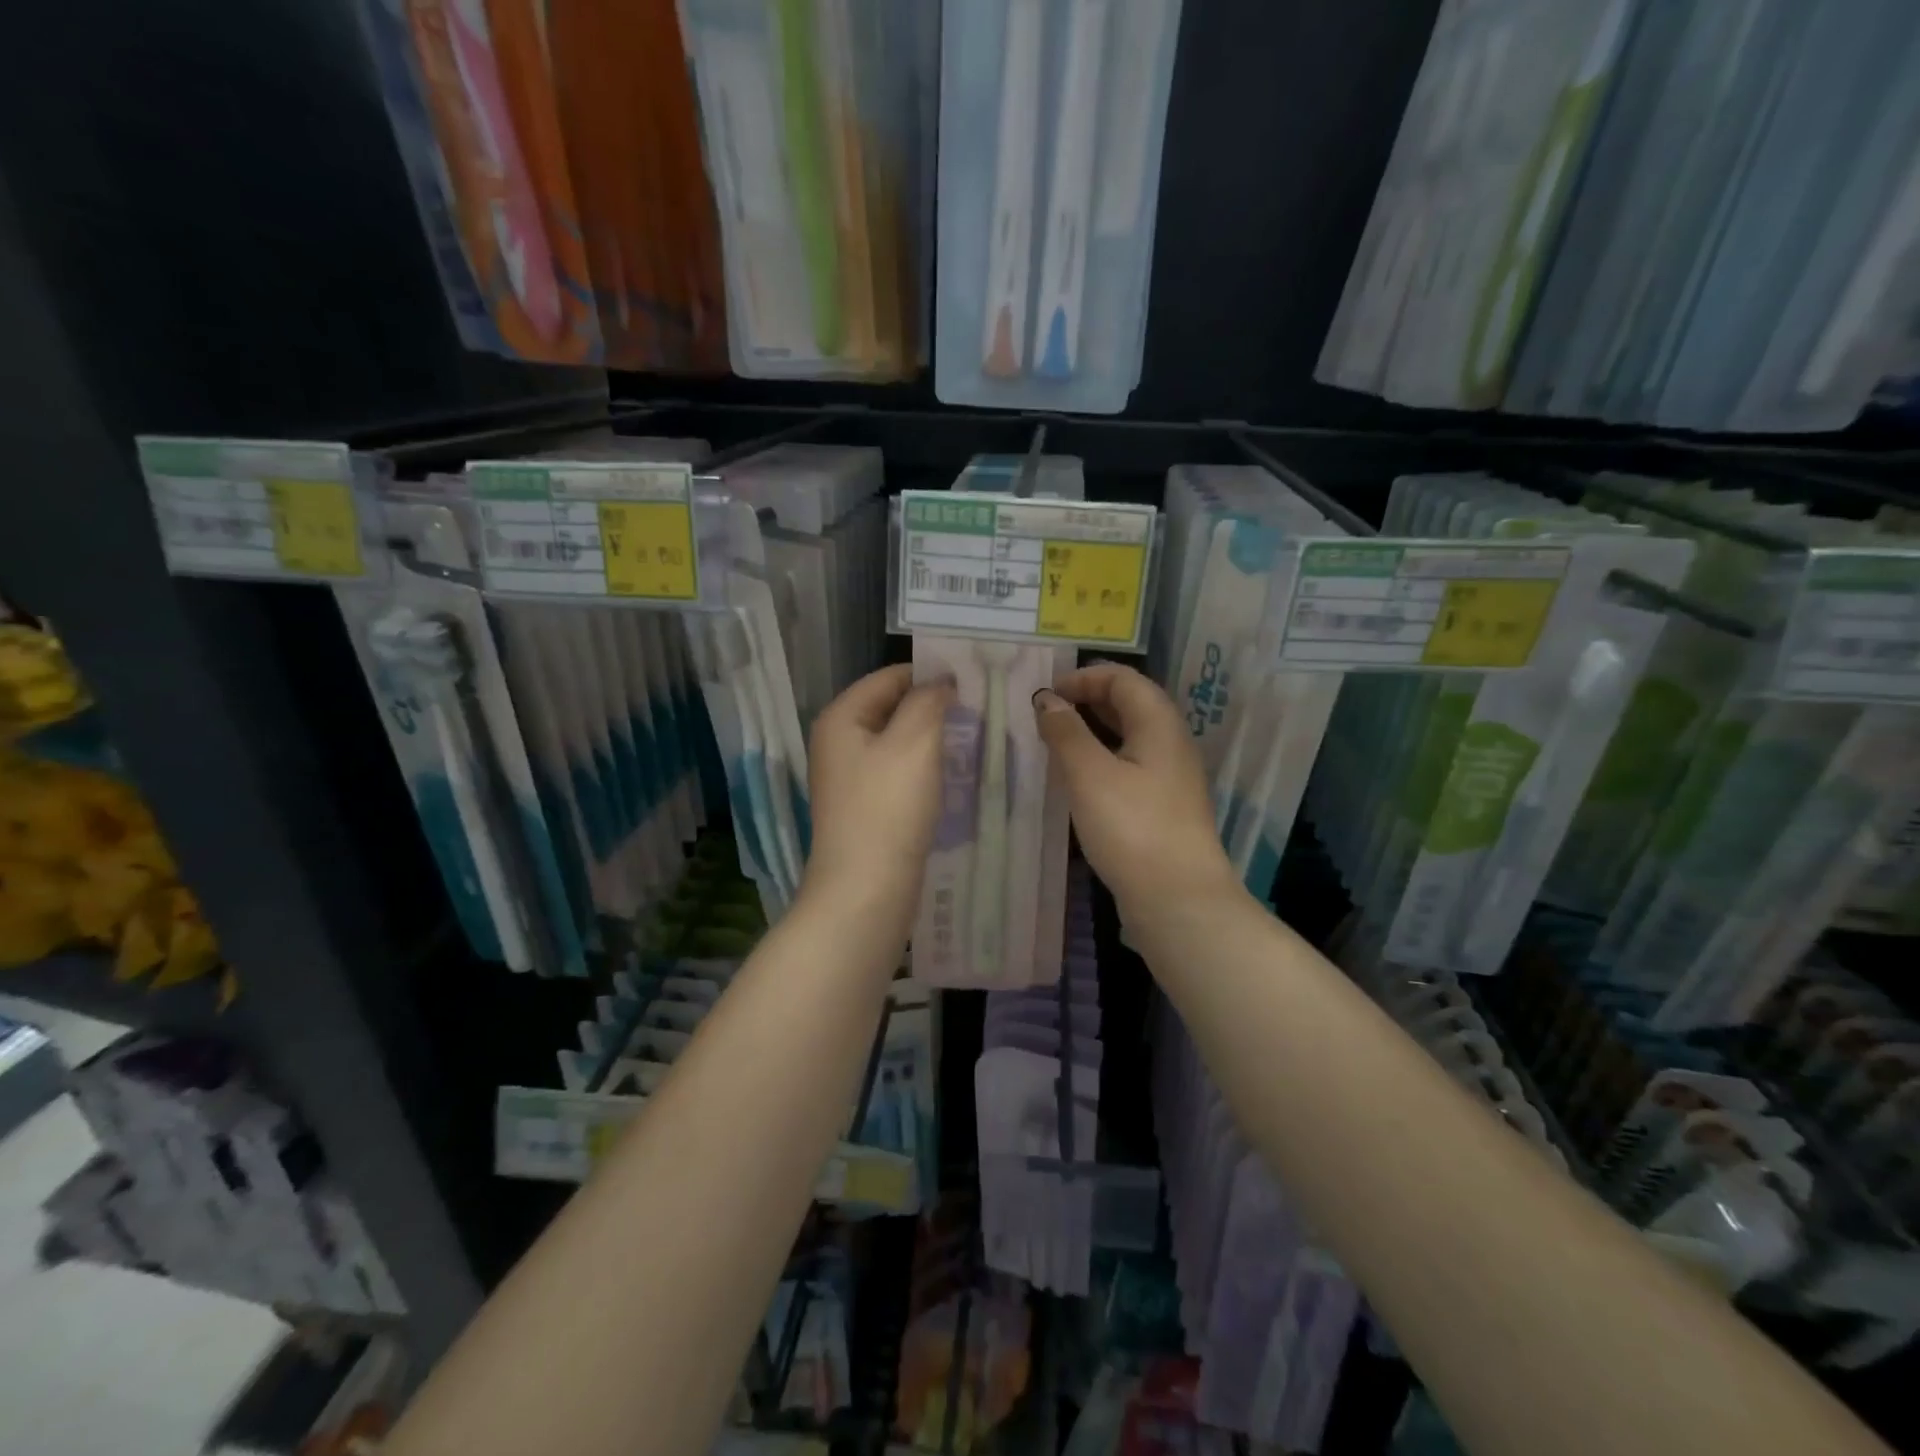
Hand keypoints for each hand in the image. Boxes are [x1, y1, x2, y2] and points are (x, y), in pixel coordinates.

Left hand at [803, 665, 953, 912]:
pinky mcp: (864, 806)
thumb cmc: (888, 808)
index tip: (973, 683)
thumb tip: (941, 684)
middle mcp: (838, 742)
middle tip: (979, 712)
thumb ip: (929, 701)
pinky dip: (923, 768)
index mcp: (841, 717)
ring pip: (897, 742)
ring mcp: (848, 777)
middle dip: (933, 708)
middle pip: (892, 708)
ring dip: (931, 740)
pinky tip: (950, 776)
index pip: (890, 677)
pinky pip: (897, 772)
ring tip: (972, 740)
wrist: (866, 889)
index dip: (931, 675)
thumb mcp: (914, 742)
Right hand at [1034, 663, 1238, 913]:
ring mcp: (1171, 777)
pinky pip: (1131, 765)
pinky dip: (1103, 759)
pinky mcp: (1165, 806)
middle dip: (1087, 701)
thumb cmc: (1132, 828)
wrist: (1179, 900)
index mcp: (1158, 724)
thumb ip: (1066, 732)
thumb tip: (1047, 699)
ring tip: (1057, 744)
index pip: (1123, 678)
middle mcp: (1171, 742)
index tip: (1047, 695)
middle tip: (1047, 716)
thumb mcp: (1090, 775)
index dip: (1084, 678)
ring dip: (1093, 731)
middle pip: (1130, 704)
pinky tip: (1080, 781)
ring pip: (1130, 737)